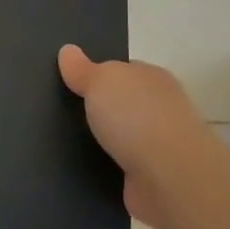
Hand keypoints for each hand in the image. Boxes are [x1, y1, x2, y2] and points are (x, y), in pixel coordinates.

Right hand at [58, 45, 219, 228]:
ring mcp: (159, 145)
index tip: (70, 83)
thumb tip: (68, 50)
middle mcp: (161, 108)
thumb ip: (83, 69)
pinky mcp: (153, 178)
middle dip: (99, 109)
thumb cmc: (136, 117)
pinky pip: (121, 167)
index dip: (98, 75)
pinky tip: (83, 168)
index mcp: (153, 78)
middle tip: (60, 112)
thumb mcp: (101, 81)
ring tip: (63, 142)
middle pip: (123, 103)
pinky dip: (106, 167)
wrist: (169, 178)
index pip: (124, 70)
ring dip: (102, 141)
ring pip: (122, 137)